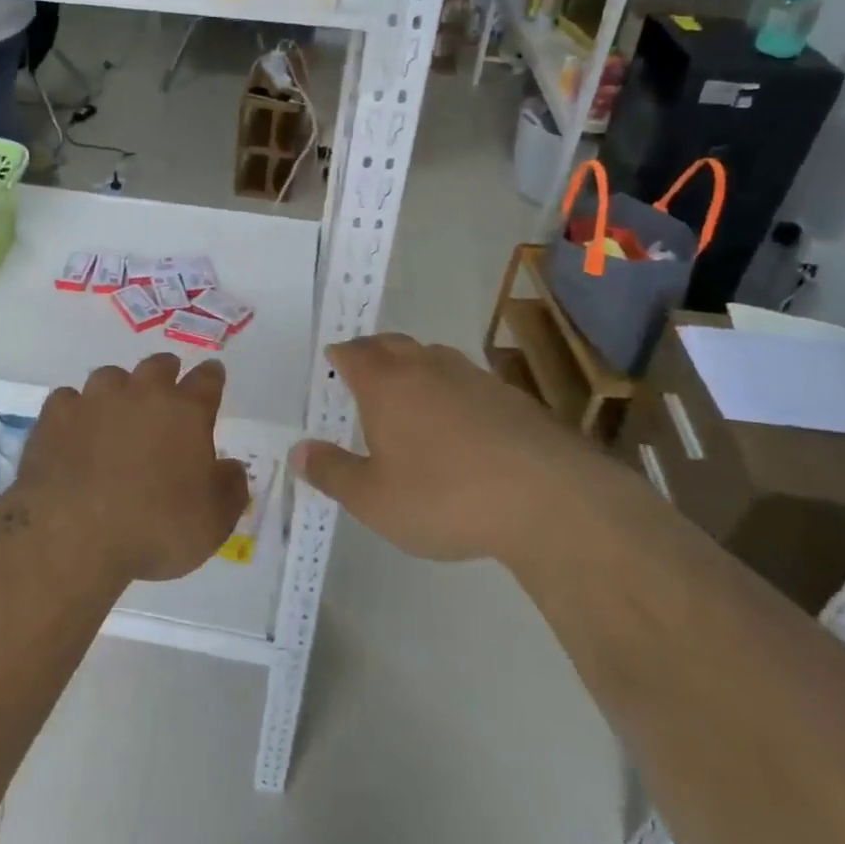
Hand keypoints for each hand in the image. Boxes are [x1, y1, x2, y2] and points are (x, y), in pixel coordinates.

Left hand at [16, 354, 248, 582]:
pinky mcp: (56, 416)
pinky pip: (69, 399)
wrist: (73, 536)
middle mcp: (141, 394)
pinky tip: (75, 429)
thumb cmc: (154, 530)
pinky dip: (76, 410)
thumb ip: (230, 489)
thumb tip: (231, 468)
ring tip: (117, 410)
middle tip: (167, 387)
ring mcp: (95, 400)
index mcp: (185, 412)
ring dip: (119, 389)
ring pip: (111, 376)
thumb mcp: (213, 523)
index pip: (207, 380)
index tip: (213, 374)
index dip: (212, 376)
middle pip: (158, 366)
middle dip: (166, 372)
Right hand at [294, 334, 572, 561]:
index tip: (333, 361)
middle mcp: (426, 367)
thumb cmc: (443, 497)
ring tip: (409, 390)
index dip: (340, 355)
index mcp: (385, 384)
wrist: (546, 499)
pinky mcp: (510, 395)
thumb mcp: (374, 500)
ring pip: (432, 356)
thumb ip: (332, 473)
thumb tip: (298, 452)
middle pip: (392, 344)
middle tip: (363, 369)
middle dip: (373, 352)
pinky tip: (459, 420)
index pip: (353, 353)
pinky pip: (467, 379)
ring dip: (414, 365)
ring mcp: (472, 376)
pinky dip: (452, 389)